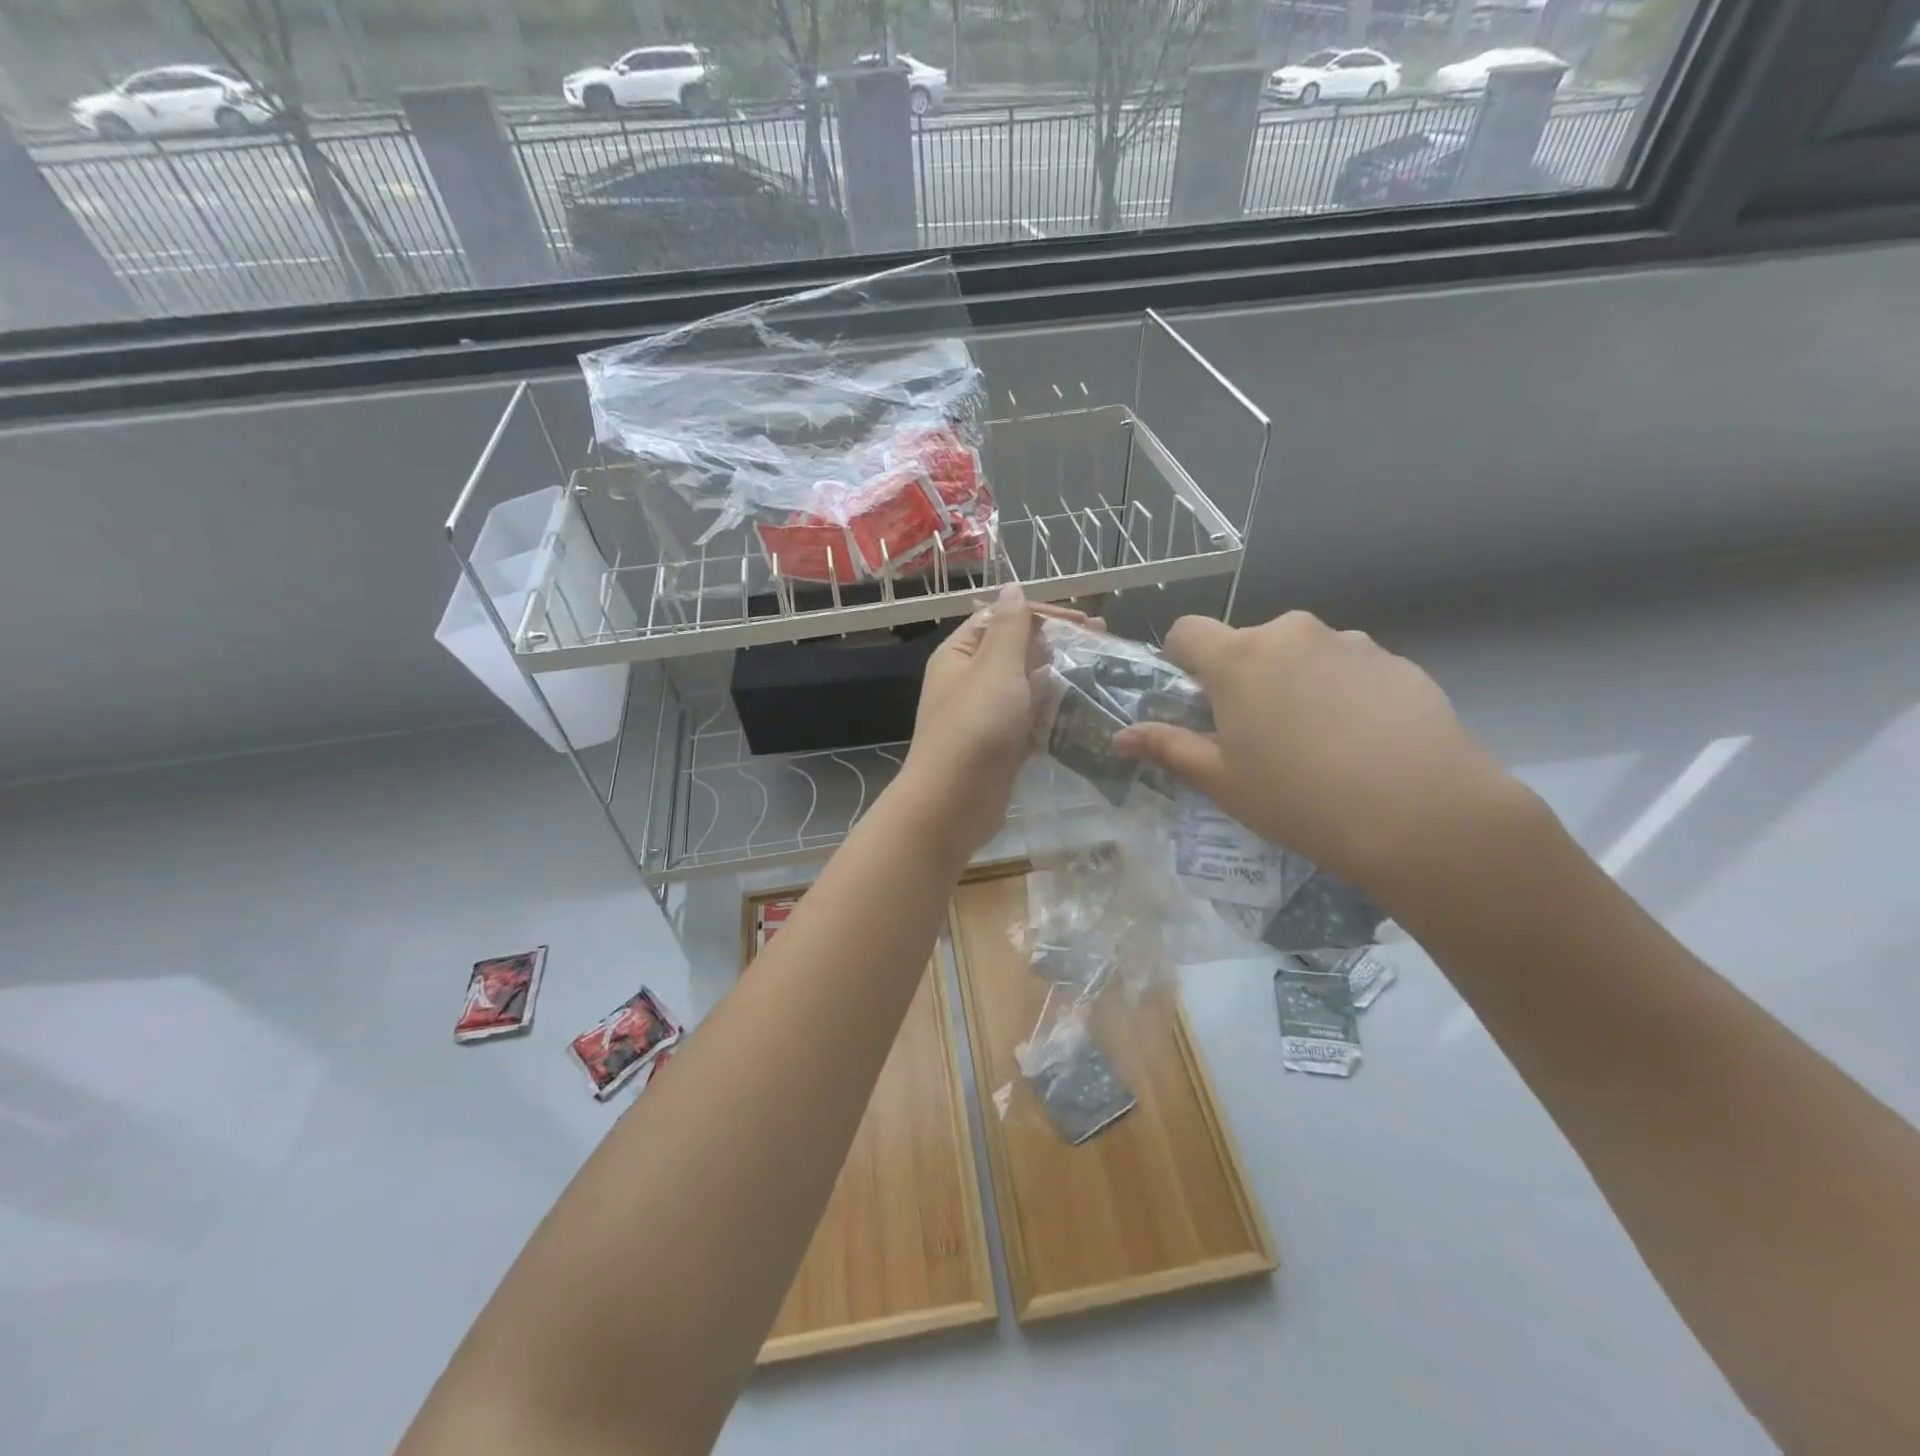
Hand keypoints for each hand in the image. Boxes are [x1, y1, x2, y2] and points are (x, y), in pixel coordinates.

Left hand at [901, 588, 1086, 855]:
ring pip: (1027, 686)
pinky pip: (1031, 720)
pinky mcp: (1002, 745)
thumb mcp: (995, 667)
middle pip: (1017, 651)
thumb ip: (1010, 627)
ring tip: (1101, 673)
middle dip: (1057, 645)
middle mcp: (970, 680)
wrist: (953, 803)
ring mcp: (987, 715)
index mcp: (961, 654)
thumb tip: (1012, 587)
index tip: (1086, 623)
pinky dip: (1053, 713)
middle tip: (1103, 643)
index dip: (1043, 615)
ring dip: (1059, 678)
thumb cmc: (975, 727)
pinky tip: (1083, 710)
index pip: (1003, 618)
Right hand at [1112, 612, 1523, 901]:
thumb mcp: (1221, 781)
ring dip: (1294, 683)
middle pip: (1248, 644)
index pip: (1187, 631)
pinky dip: (1342, 694)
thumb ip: (1168, 748)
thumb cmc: (1299, 798)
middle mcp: (1293, 633)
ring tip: (1318, 745)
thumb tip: (1121, 738)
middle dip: (1243, 678)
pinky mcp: (1399, 662)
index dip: (1181, 661)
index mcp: (1239, 658)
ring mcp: (1351, 644)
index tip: (1195, 702)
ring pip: (1302, 655)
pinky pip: (1350, 669)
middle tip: (1258, 736)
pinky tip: (1362, 744)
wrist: (1423, 815)